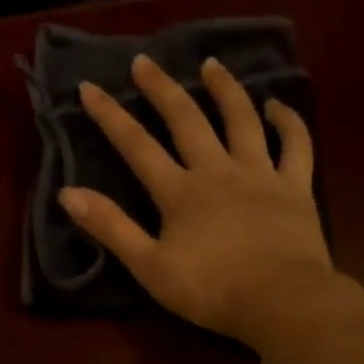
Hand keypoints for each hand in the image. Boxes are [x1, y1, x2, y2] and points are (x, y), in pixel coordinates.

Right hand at [61, 54, 334, 347]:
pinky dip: (288, 121)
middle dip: (162, 89)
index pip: (137, 146)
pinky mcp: (295, 187)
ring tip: (211, 65)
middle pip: (186, 120)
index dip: (110, 116)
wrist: (279, 300)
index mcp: (179, 192)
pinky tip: (277, 106)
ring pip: (241, 120)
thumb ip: (111, 228)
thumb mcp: (148, 266)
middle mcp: (217, 171)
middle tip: (145, 62)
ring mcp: (260, 174)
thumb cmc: (209, 289)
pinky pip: (295, 144)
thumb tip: (68, 193)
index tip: (89, 88)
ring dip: (225, 89)